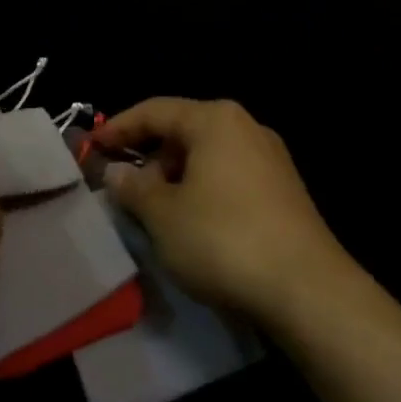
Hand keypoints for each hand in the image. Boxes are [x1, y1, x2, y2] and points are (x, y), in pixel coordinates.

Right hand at [98, 98, 356, 322]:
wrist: (309, 290)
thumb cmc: (223, 240)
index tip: (91, 148)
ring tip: (152, 208)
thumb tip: (117, 172)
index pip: (154, 111)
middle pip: (183, 130)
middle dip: (148, 155)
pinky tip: (191, 221)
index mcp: (215, 120)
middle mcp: (246, 127)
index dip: (118, 128)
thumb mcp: (163, 216)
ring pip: (207, 155)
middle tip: (121, 184)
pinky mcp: (285, 191)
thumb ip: (134, 187)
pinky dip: (201, 189)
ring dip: (174, 175)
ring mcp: (271, 159)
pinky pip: (229, 176)